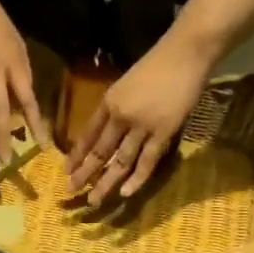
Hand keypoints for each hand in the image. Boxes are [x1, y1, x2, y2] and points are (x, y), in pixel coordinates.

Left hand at [65, 33, 212, 209]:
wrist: (186, 51)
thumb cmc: (158, 64)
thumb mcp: (127, 83)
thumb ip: (117, 106)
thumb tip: (107, 130)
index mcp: (109, 102)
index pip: (87, 134)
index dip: (76, 154)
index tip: (67, 170)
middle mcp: (121, 116)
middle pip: (99, 152)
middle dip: (83, 174)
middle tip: (71, 191)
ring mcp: (142, 126)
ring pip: (119, 161)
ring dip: (105, 183)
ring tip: (93, 201)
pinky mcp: (163, 133)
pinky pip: (147, 161)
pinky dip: (136, 179)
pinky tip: (124, 193)